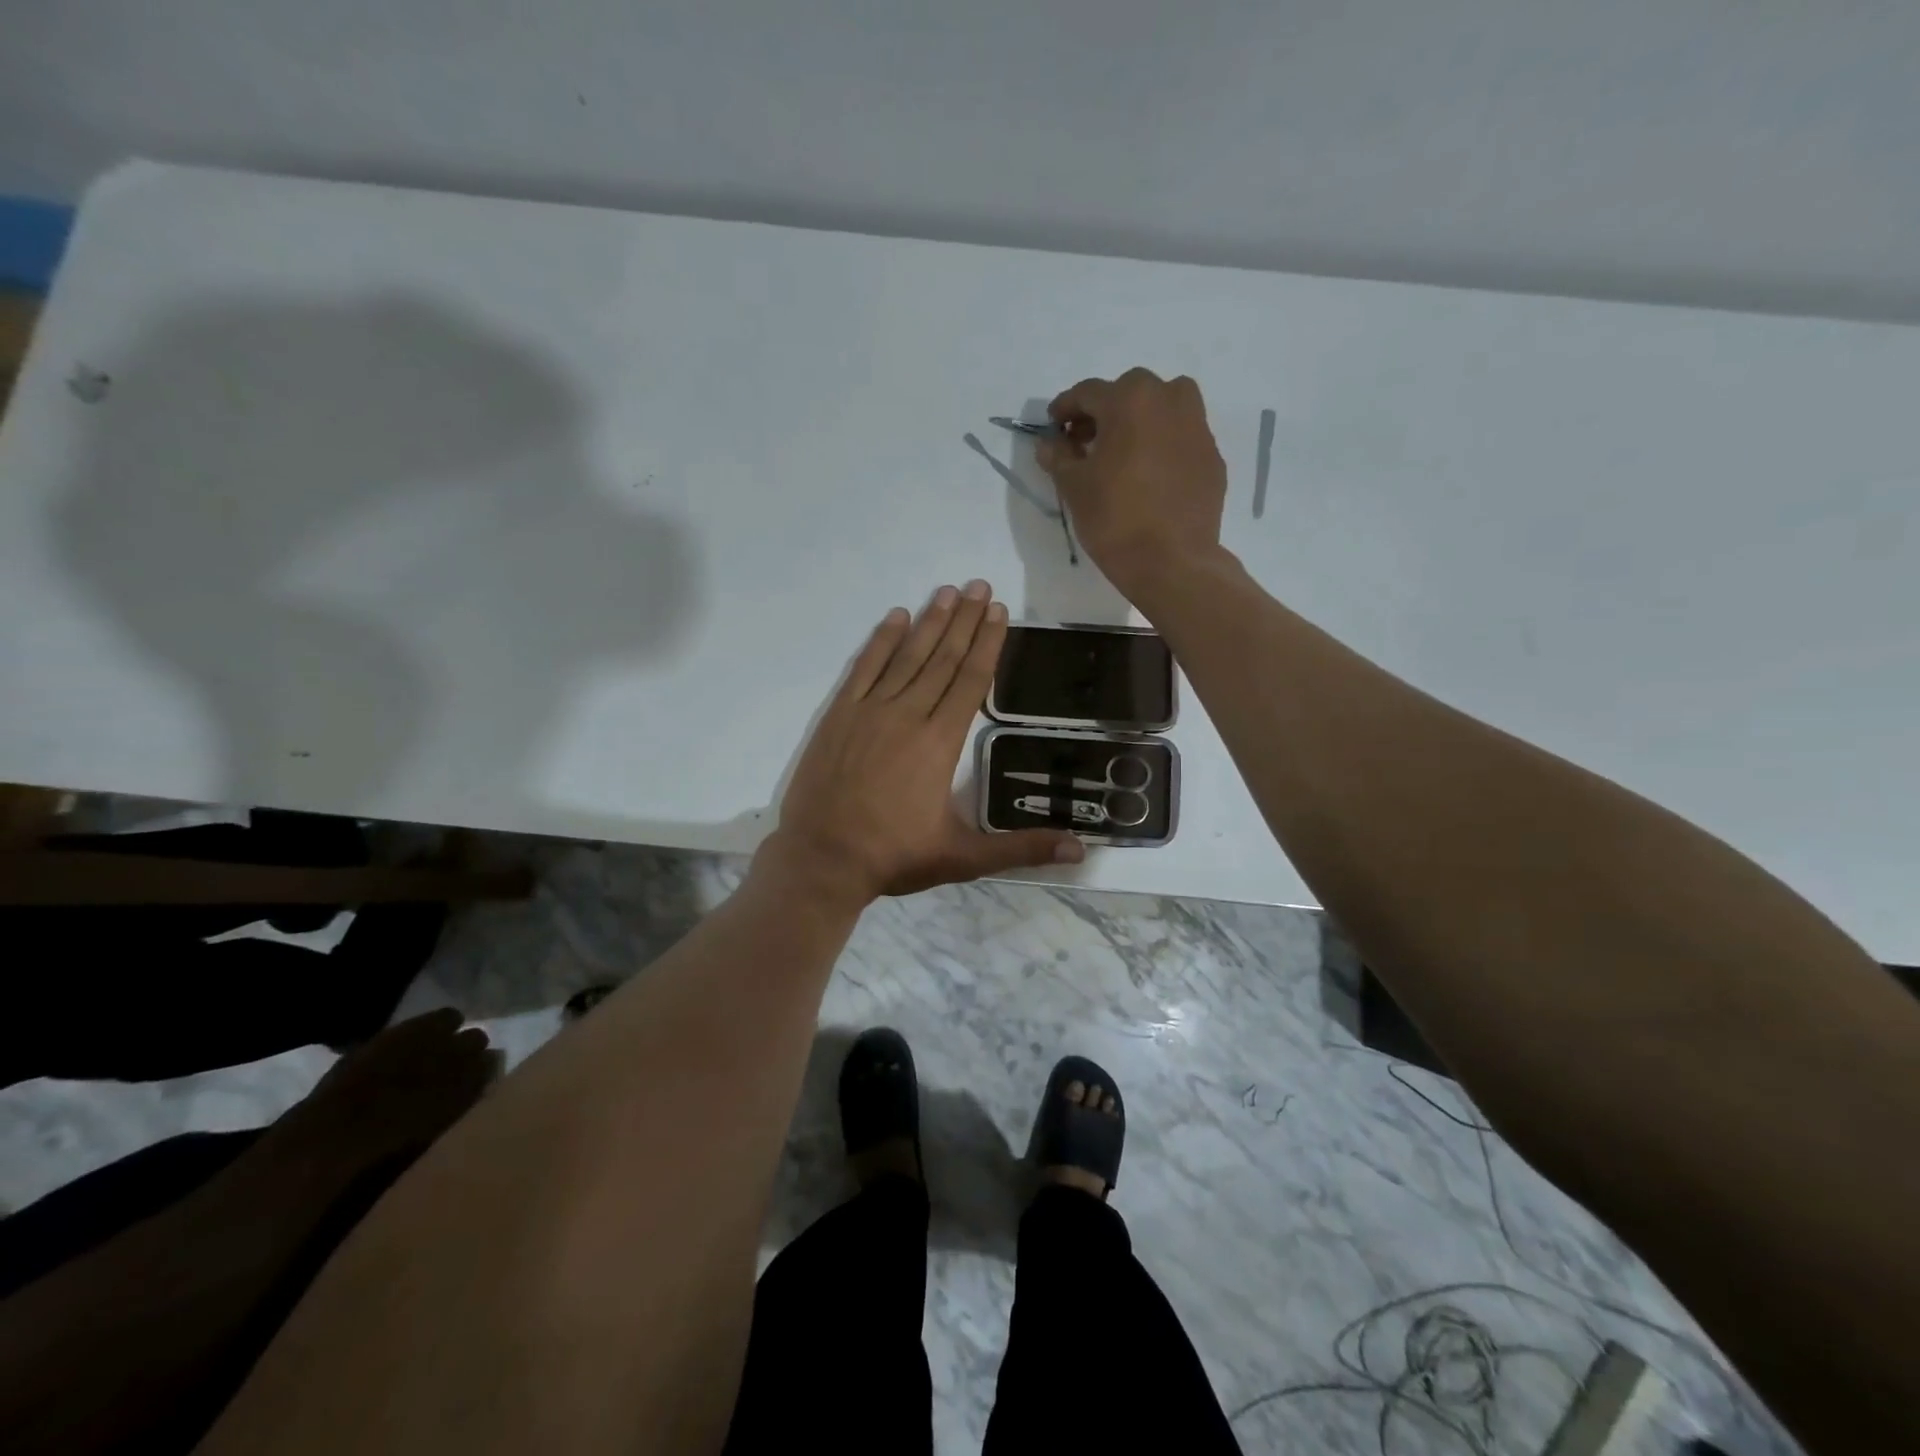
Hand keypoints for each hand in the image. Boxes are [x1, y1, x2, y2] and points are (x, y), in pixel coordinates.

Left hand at [761, 580, 1084, 905]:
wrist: (821, 860)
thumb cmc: (894, 857)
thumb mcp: (963, 857)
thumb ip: (1022, 849)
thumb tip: (1080, 850)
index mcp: (940, 743)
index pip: (970, 681)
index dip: (988, 644)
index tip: (999, 612)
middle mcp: (907, 716)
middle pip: (943, 659)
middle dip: (965, 621)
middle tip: (980, 586)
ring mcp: (869, 712)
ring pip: (906, 657)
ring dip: (929, 622)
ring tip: (948, 592)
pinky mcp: (838, 716)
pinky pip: (864, 668)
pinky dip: (880, 641)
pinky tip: (895, 617)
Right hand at [1037, 368, 1228, 601]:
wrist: (1172, 561)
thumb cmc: (1115, 519)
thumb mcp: (1074, 487)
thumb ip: (1058, 457)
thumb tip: (1049, 443)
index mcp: (1130, 400)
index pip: (1088, 392)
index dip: (1065, 408)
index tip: (1054, 426)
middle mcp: (1169, 400)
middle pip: (1129, 392)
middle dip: (1104, 411)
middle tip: (1086, 441)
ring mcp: (1197, 427)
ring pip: (1164, 407)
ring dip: (1140, 420)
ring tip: (1123, 452)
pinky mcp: (1212, 456)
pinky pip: (1182, 437)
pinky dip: (1163, 444)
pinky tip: (1150, 475)